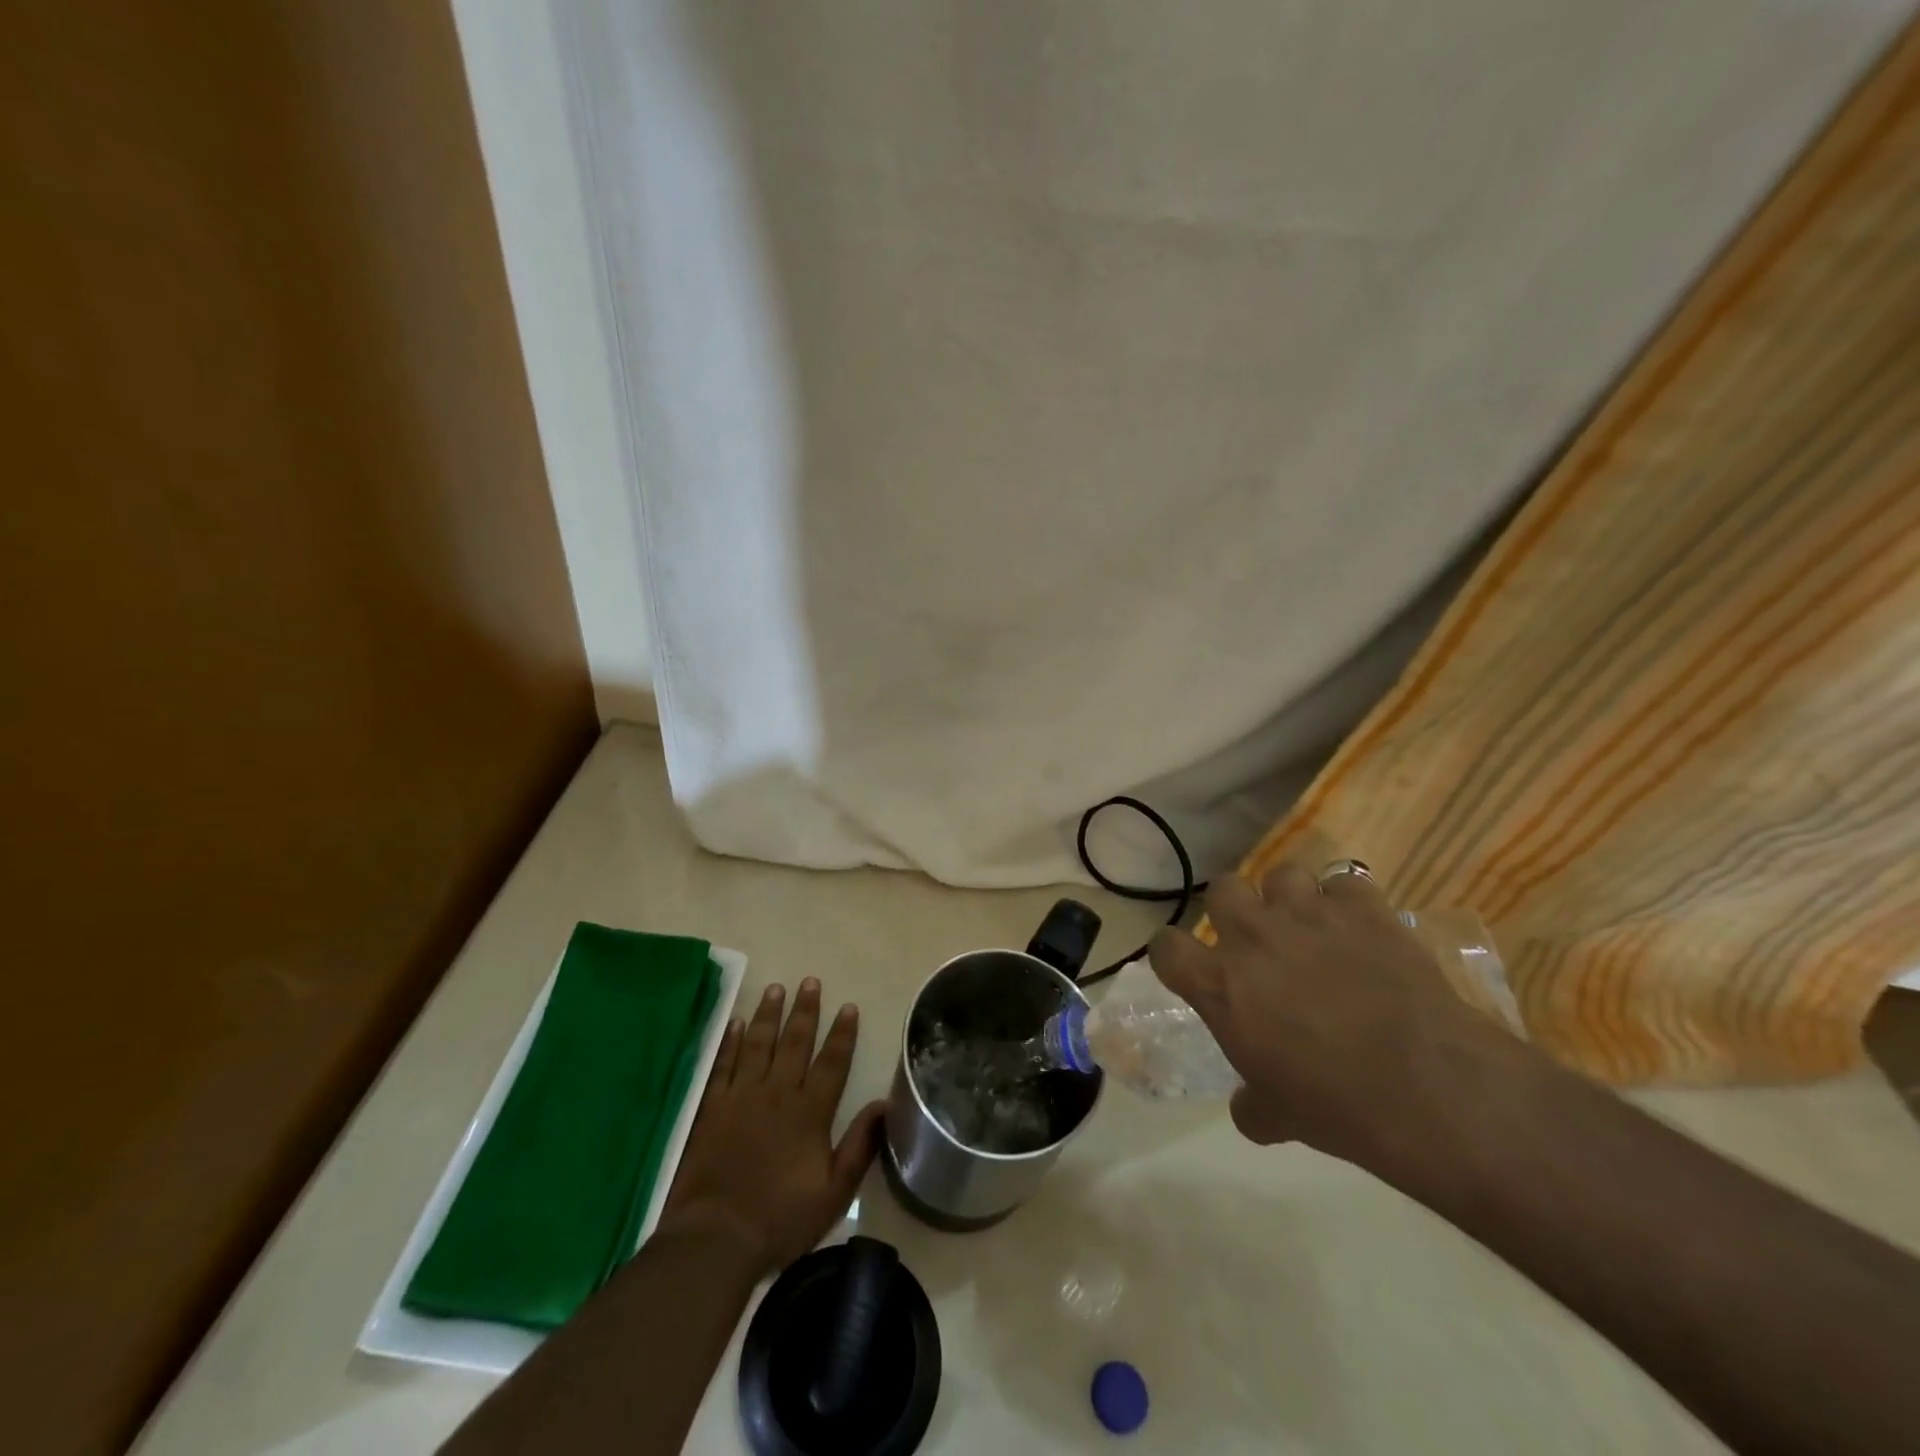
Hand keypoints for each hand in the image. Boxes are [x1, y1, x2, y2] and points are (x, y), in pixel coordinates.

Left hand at [661, 979, 884, 1276]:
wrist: (715, 1237)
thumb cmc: (780, 1219)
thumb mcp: (834, 1193)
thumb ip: (860, 1146)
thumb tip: (884, 1104)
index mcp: (810, 1112)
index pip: (832, 1063)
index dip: (842, 1034)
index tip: (848, 1006)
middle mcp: (778, 1094)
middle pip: (795, 1043)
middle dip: (805, 1011)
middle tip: (810, 981)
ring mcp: (741, 1097)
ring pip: (759, 1044)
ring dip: (770, 1014)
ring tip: (777, 988)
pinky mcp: (712, 1108)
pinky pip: (723, 1064)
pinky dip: (731, 1041)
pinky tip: (737, 1022)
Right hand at [1149, 862, 1528, 1169]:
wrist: (1427, 1088)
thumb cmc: (1336, 1106)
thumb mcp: (1278, 1117)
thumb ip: (1252, 1104)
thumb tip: (1248, 1109)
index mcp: (1219, 984)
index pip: (1166, 947)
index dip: (1174, 955)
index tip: (1190, 968)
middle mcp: (1253, 935)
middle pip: (1222, 889)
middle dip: (1235, 908)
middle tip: (1257, 939)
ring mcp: (1308, 914)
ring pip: (1282, 873)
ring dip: (1291, 897)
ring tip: (1312, 925)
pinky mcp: (1362, 907)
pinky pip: (1346, 883)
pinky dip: (1350, 902)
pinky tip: (1363, 929)